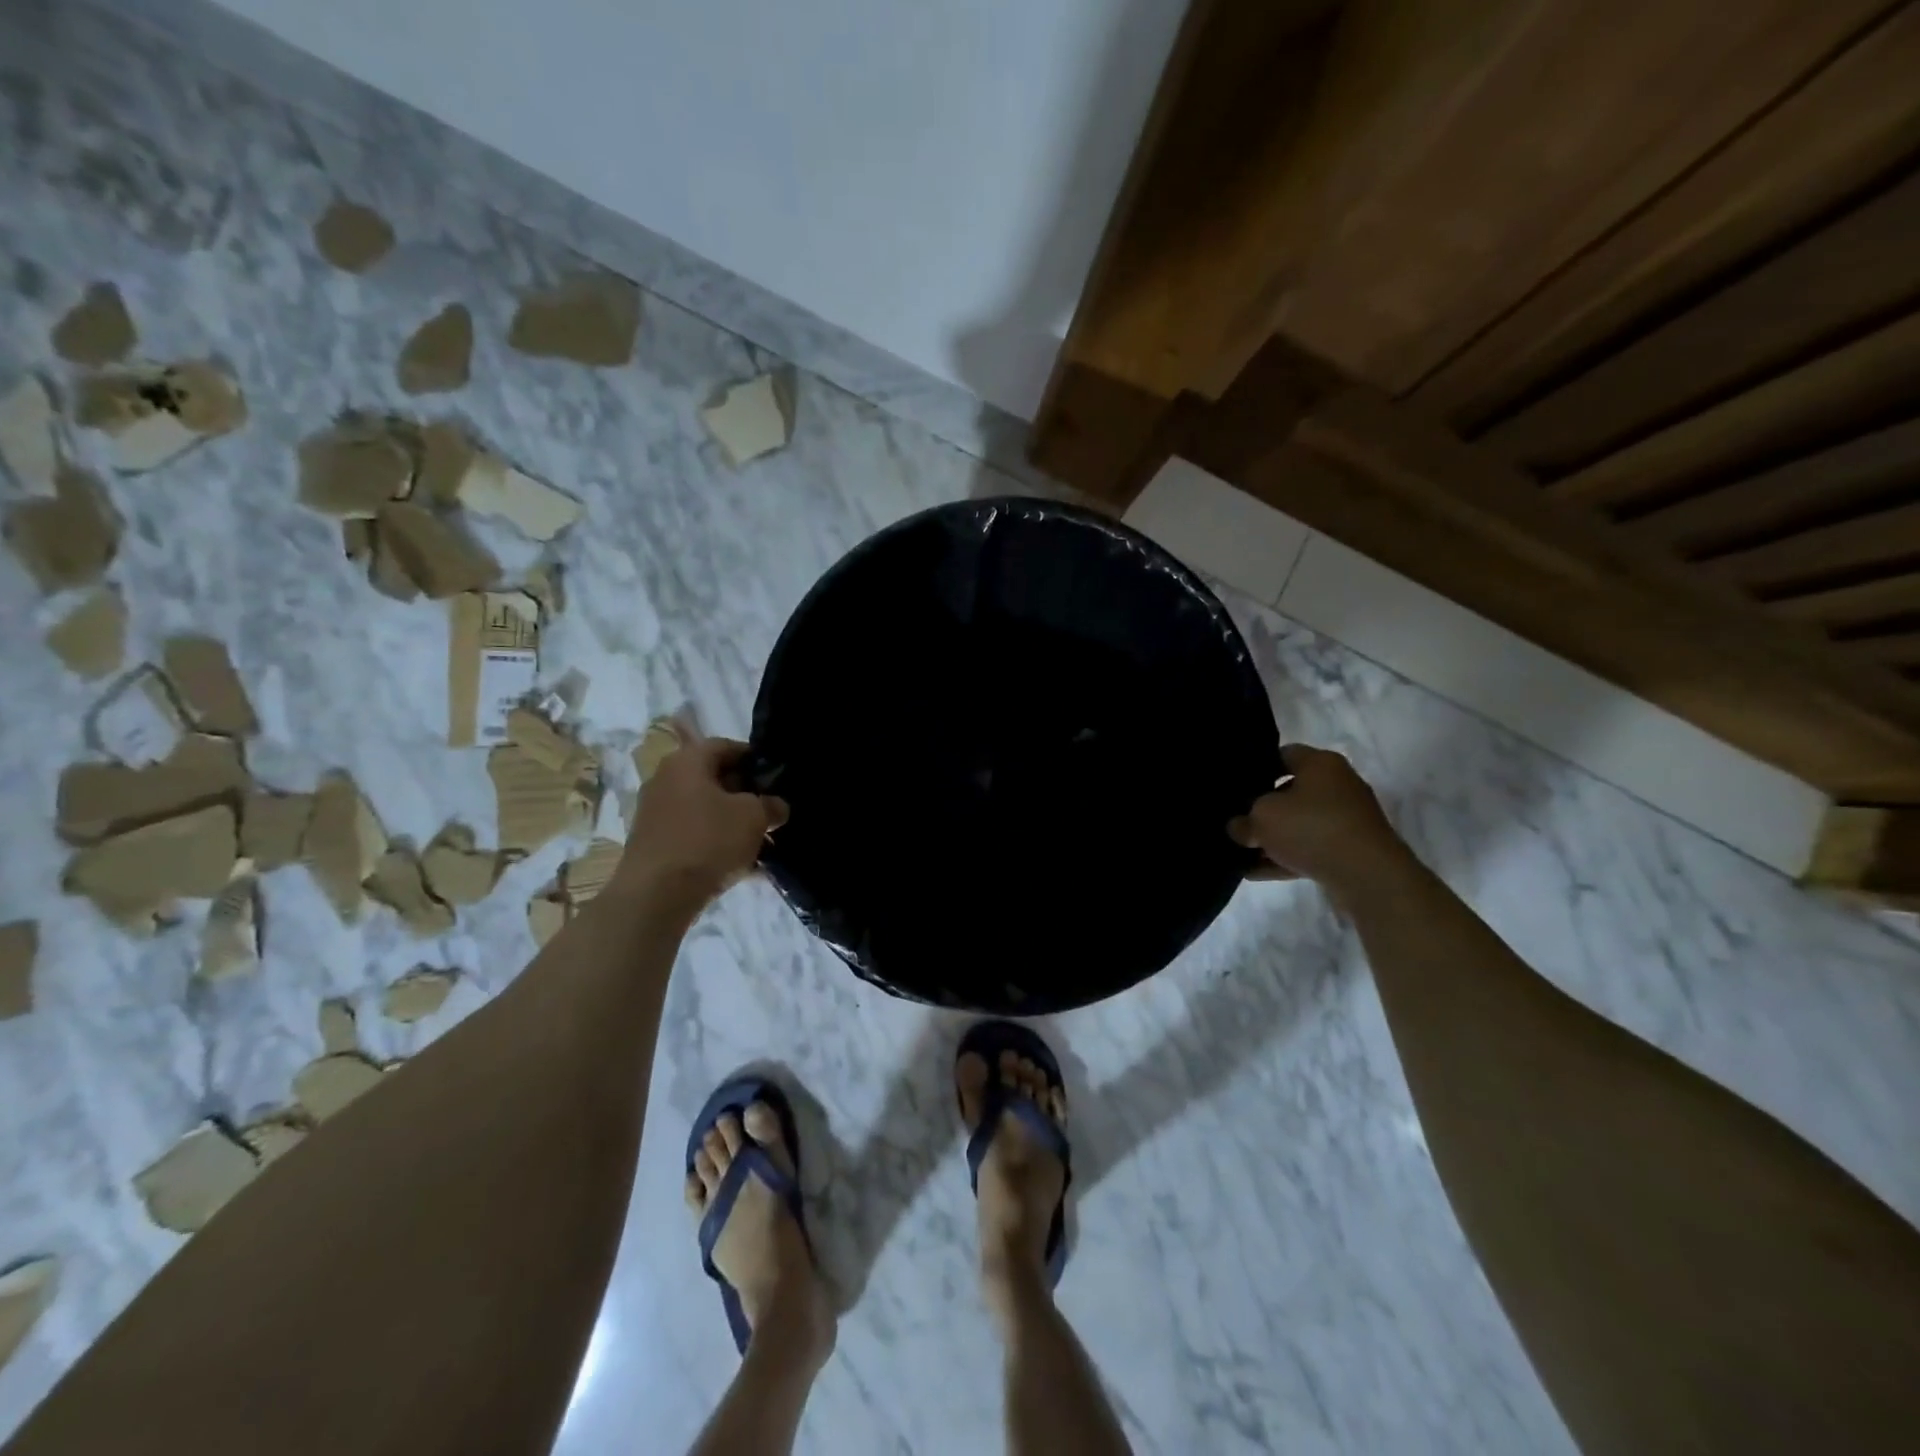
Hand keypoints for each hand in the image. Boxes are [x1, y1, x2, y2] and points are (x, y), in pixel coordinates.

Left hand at [618, 730, 788, 908]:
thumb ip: (771, 805)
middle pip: (713, 778)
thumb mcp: (754, 817)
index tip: (775, 779)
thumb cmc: (708, 840)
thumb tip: (776, 806)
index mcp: (687, 761)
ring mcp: (654, 812)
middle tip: (769, 811)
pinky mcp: (652, 843)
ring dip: (731, 821)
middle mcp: (665, 779)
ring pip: (704, 809)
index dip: (754, 759)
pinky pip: (693, 834)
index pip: (726, 746)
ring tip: (758, 841)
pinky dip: (714, 842)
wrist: (656, 894)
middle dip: (745, 793)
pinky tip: (737, 864)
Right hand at [1228, 744, 1406, 894]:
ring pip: (1299, 824)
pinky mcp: (1350, 849)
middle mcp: (1338, 785)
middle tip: (1236, 820)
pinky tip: (1256, 872)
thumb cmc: (1311, 829)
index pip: (1282, 755)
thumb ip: (1243, 821)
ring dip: (1272, 838)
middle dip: (1262, 808)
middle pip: (1290, 792)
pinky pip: (1309, 848)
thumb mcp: (1262, 819)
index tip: (1235, 786)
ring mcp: (1346, 819)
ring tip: (1241, 853)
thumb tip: (1239, 828)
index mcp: (1320, 764)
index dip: (1256, 768)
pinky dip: (1286, 858)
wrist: (1367, 875)